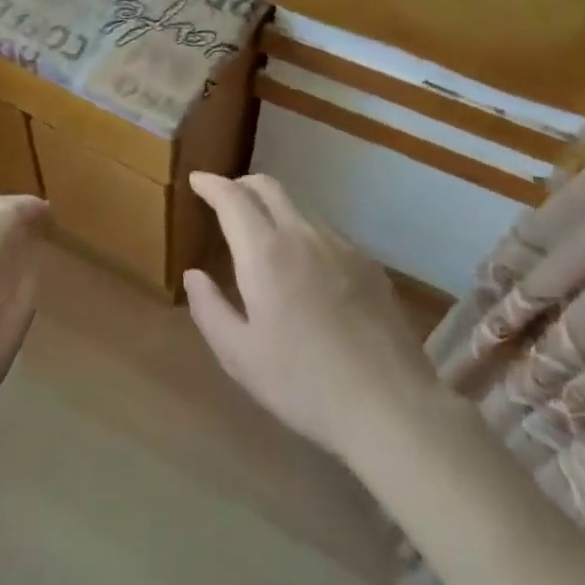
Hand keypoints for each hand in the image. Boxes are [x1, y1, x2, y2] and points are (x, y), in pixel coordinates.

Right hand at [185, 173, 440, 462]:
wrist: (390, 405)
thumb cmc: (303, 383)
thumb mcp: (240, 356)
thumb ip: (209, 310)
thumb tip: (194, 275)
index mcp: (265, 253)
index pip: (232, 198)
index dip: (211, 184)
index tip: (197, 179)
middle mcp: (302, 235)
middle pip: (269, 188)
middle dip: (242, 184)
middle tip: (225, 197)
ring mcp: (341, 246)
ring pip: (299, 208)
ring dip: (274, 209)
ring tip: (263, 235)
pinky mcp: (368, 264)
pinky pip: (326, 233)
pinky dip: (303, 234)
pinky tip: (306, 267)